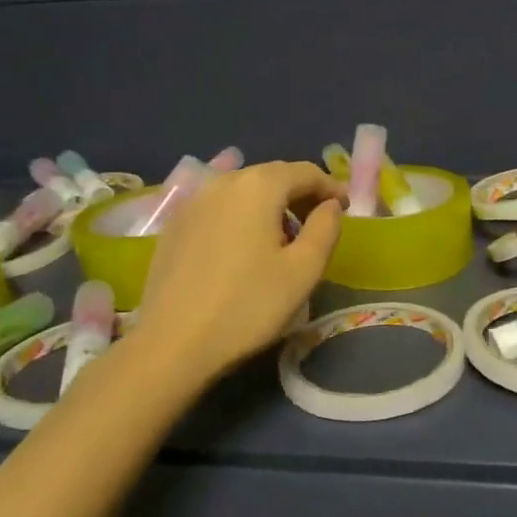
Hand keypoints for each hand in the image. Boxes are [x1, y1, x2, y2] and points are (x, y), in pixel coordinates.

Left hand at [134, 161, 343, 380]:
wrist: (172, 344)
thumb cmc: (248, 306)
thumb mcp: (304, 270)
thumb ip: (326, 228)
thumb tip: (330, 206)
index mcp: (258, 186)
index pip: (305, 171)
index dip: (330, 187)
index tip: (344, 209)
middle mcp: (223, 182)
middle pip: (272, 176)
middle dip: (301, 194)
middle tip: (319, 224)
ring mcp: (193, 202)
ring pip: (243, 191)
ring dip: (271, 205)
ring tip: (284, 238)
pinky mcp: (174, 226)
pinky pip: (219, 208)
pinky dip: (241, 217)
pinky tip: (245, 249)